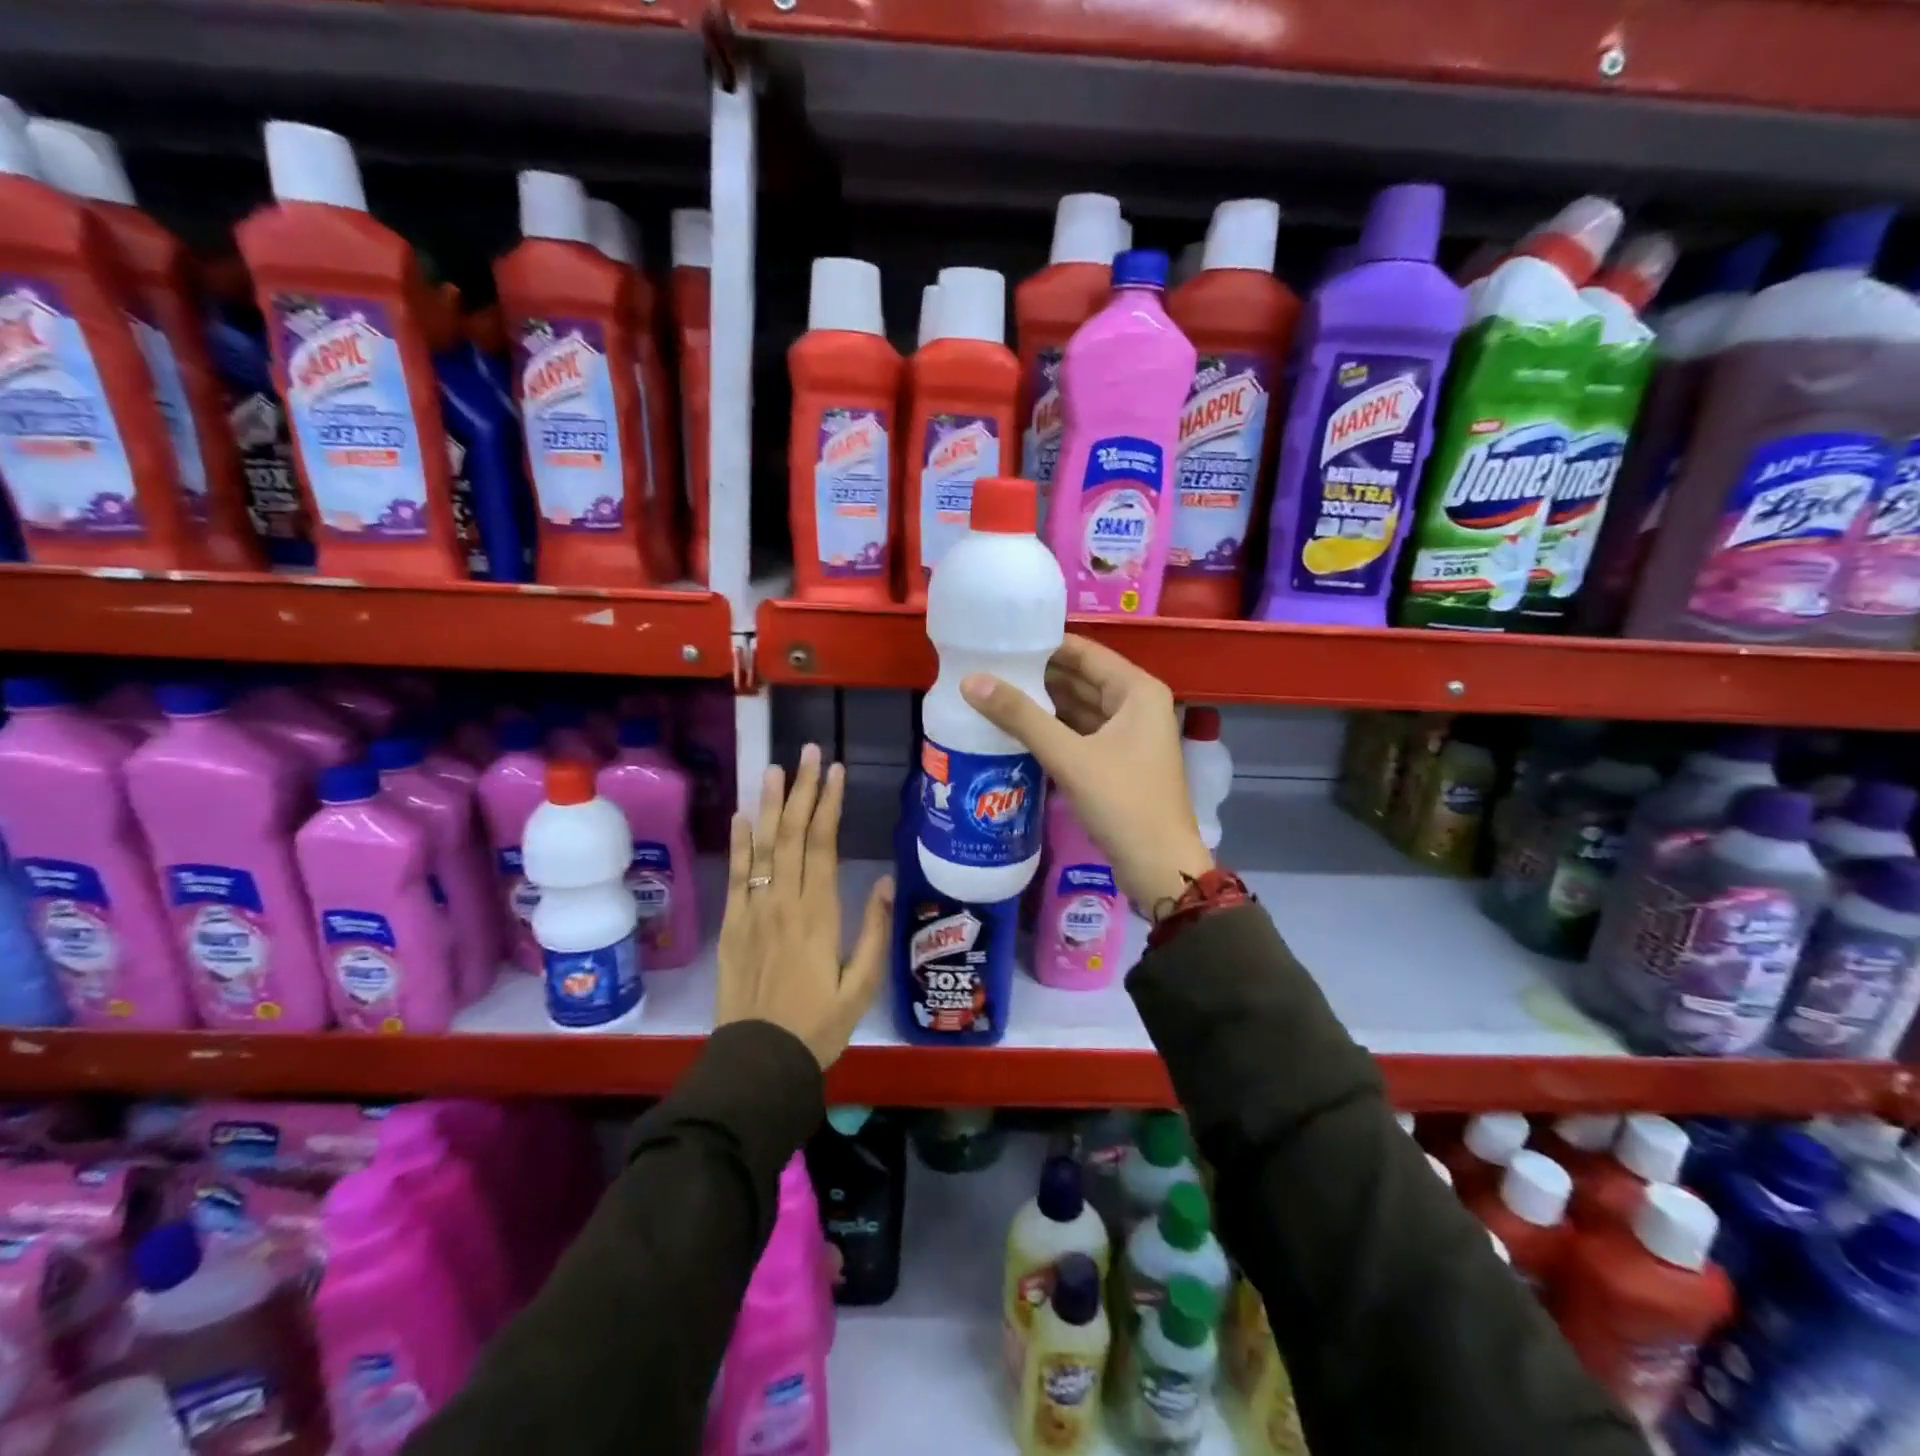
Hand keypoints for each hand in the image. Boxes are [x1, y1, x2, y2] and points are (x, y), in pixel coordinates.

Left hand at [715, 744, 894, 1069]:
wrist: (758, 1062)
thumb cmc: (818, 1026)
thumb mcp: (861, 986)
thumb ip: (874, 931)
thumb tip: (884, 880)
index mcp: (818, 913)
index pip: (822, 844)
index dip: (828, 803)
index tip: (835, 771)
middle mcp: (782, 902)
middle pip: (791, 835)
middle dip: (800, 790)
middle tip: (808, 753)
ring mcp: (752, 912)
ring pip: (760, 847)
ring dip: (768, 805)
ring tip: (774, 769)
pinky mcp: (732, 926)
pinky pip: (735, 876)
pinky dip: (738, 843)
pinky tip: (741, 817)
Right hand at [960, 634, 1212, 911]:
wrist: (1158, 867)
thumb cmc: (1122, 801)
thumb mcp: (1069, 756)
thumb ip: (1020, 716)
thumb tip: (970, 681)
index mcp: (1137, 690)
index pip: (1085, 653)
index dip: (1044, 645)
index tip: (1001, 641)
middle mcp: (1137, 705)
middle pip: (1081, 679)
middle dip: (1038, 676)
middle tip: (989, 668)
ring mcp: (1129, 735)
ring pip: (1079, 708)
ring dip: (1044, 704)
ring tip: (995, 694)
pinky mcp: (1117, 762)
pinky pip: (1080, 733)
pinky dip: (1054, 730)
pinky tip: (1018, 729)